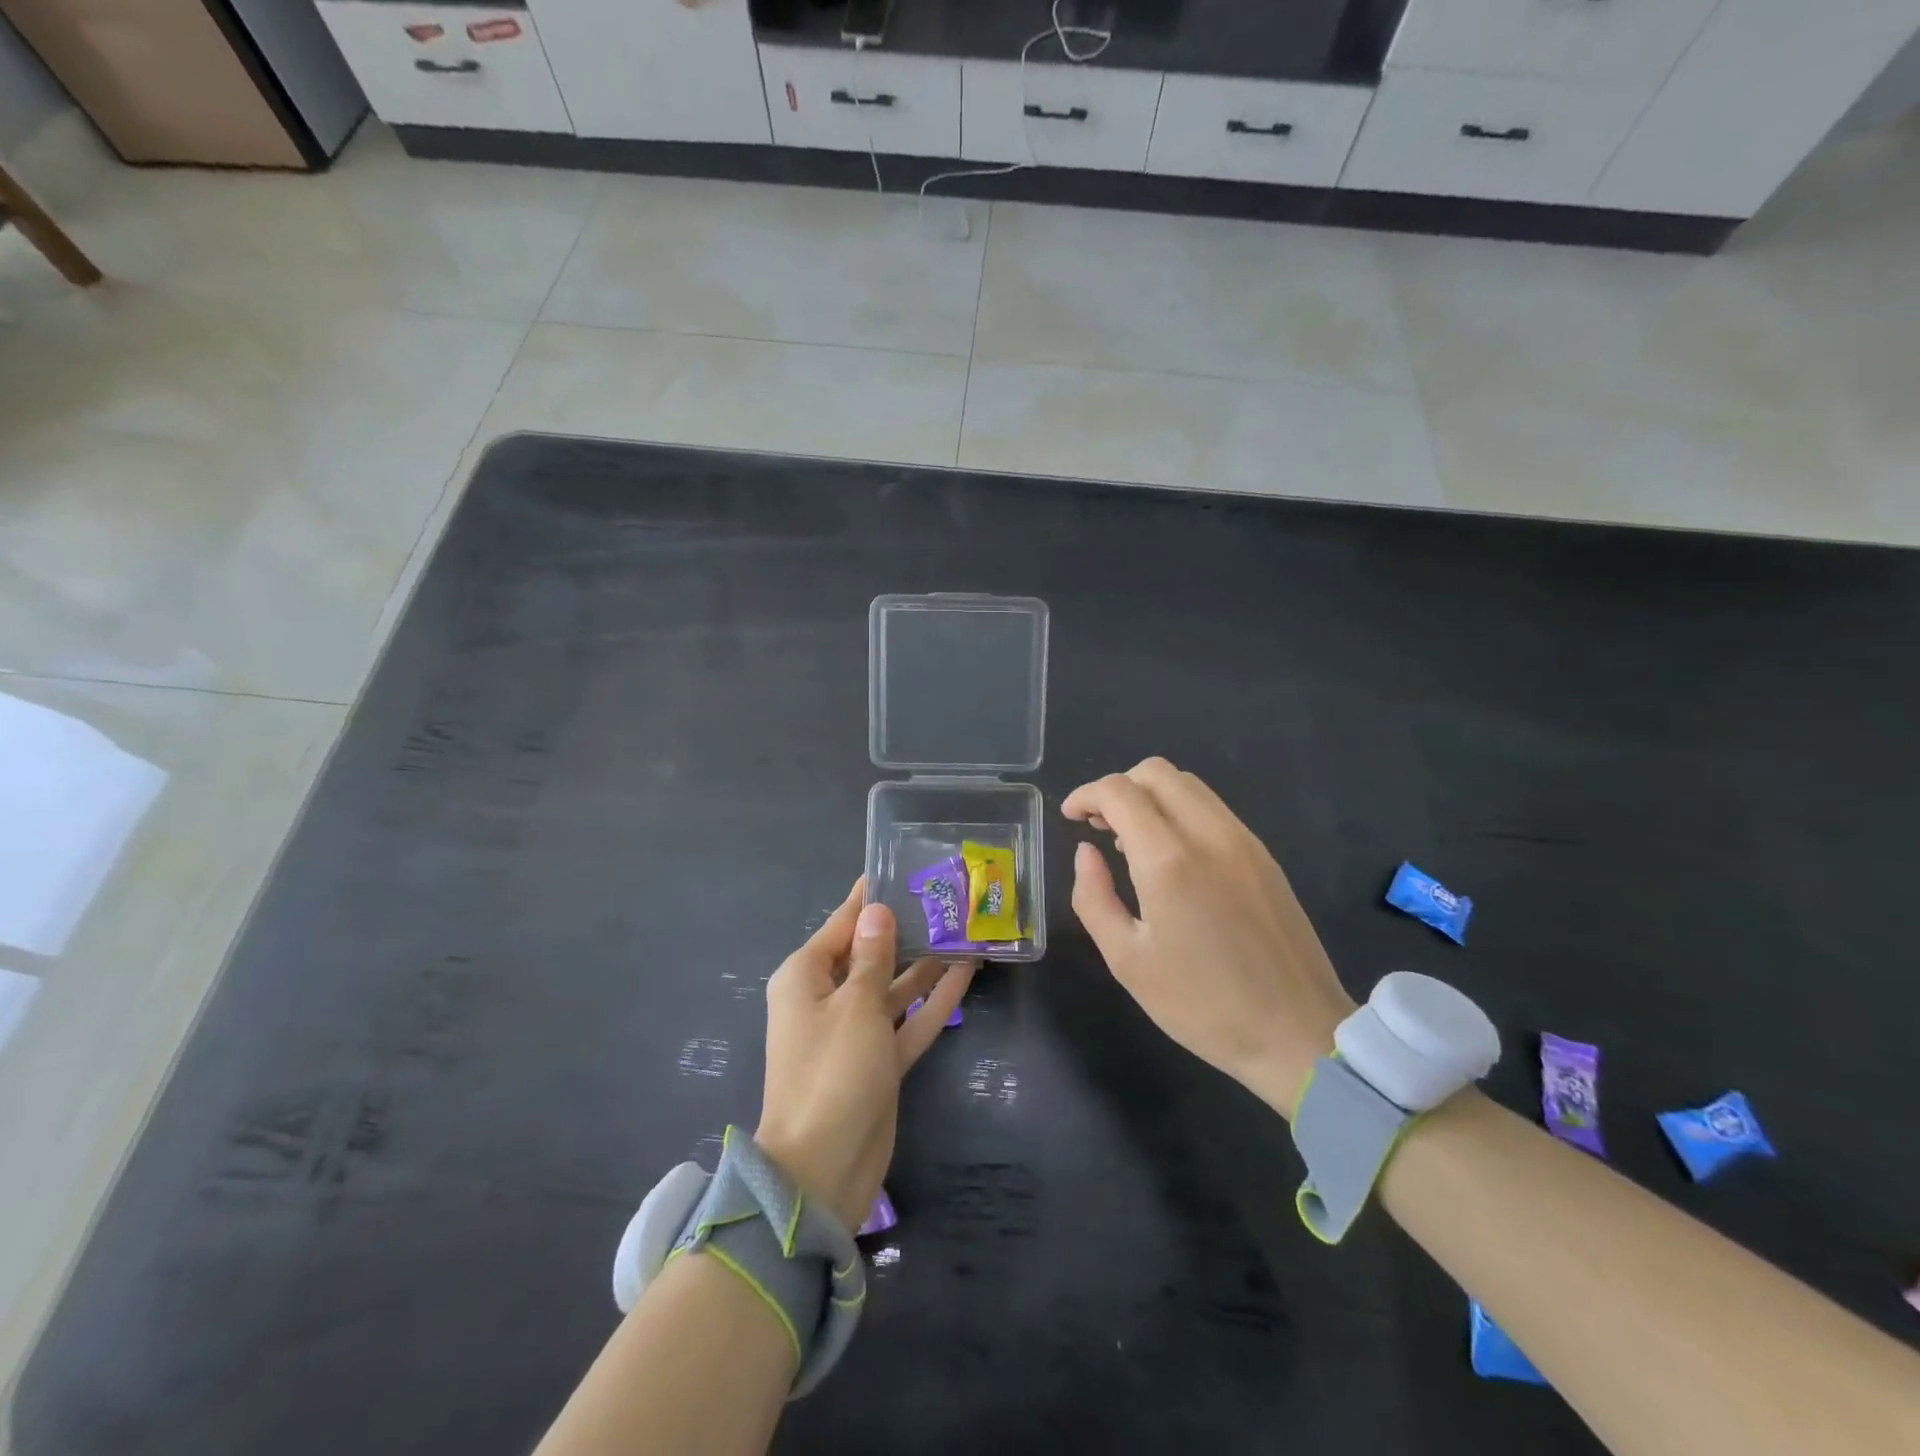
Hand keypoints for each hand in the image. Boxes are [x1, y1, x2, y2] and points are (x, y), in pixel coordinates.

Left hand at [755, 879, 974, 1228]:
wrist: (823, 1168)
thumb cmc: (832, 1071)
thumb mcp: (855, 1005)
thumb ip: (873, 956)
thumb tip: (877, 910)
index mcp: (805, 977)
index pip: (842, 925)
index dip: (869, 899)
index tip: (898, 869)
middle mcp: (827, 999)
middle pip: (870, 953)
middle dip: (906, 930)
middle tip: (946, 899)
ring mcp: (855, 1032)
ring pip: (894, 986)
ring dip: (926, 963)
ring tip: (965, 930)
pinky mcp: (879, 1060)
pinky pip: (908, 1019)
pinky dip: (933, 1000)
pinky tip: (967, 973)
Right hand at [1063, 758, 1356, 1119]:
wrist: (1298, 1033)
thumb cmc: (1202, 1005)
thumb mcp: (1128, 960)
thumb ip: (1094, 897)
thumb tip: (1087, 852)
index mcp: (1169, 859)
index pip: (1119, 791)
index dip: (1086, 795)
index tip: (1070, 819)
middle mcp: (1209, 834)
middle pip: (1155, 772)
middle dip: (1118, 787)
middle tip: (1099, 826)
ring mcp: (1243, 841)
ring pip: (1188, 785)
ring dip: (1150, 796)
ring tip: (1131, 840)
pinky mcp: (1264, 856)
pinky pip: (1213, 809)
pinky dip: (1180, 811)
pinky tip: (1172, 856)